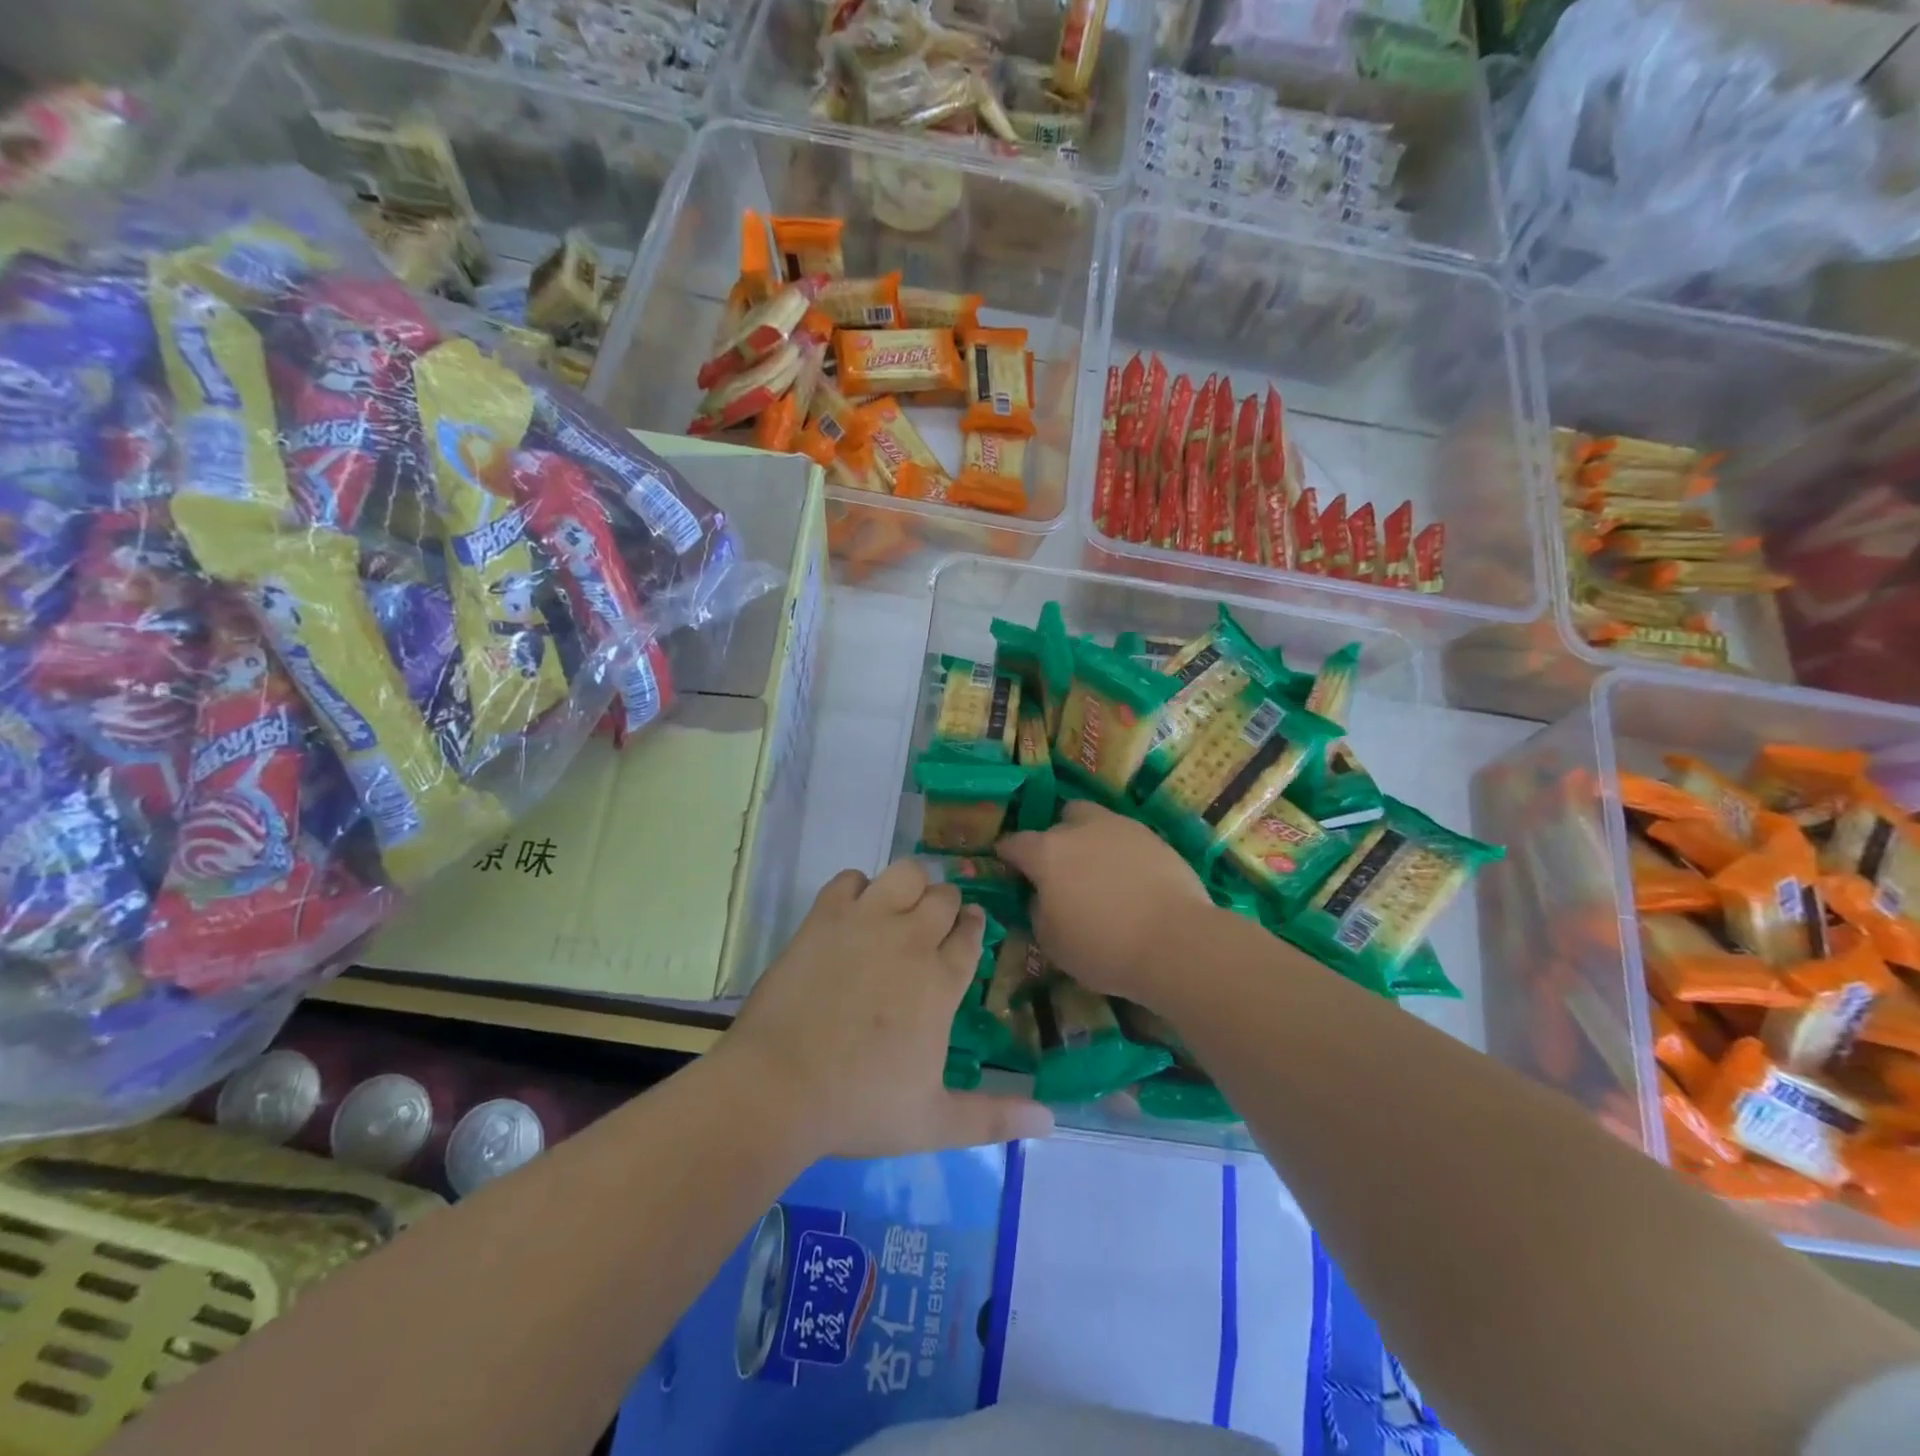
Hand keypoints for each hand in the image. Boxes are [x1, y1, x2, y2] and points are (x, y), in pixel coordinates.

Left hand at [722, 860, 1053, 1158]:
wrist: (779, 1088)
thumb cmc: (859, 1107)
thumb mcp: (934, 1122)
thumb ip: (994, 1117)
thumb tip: (1052, 1121)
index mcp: (941, 981)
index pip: (971, 934)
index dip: (973, 926)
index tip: (969, 927)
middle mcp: (911, 939)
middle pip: (944, 896)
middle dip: (946, 905)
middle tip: (932, 927)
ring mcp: (866, 921)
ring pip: (906, 872)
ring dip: (910, 885)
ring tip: (899, 908)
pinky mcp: (825, 917)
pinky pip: (850, 878)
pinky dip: (857, 888)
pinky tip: (853, 912)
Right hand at [997, 801, 1212, 1006]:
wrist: (1176, 942)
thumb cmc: (1103, 947)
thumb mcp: (1052, 943)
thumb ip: (1037, 911)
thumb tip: (1040, 897)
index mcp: (1047, 852)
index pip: (1014, 844)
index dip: (1007, 856)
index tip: (1009, 869)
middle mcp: (1081, 828)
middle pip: (1059, 821)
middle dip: (1054, 840)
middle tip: (1061, 871)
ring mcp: (1121, 827)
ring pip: (1095, 821)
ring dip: (1089, 839)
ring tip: (1098, 872)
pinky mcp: (1154, 837)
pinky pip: (1126, 838)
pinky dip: (1121, 852)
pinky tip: (1129, 880)